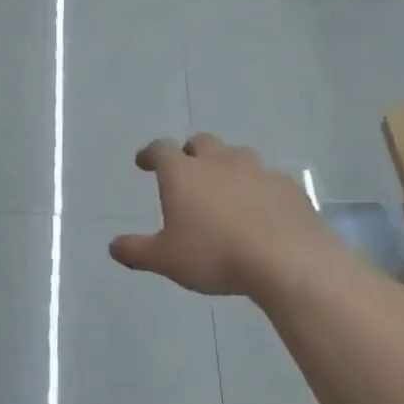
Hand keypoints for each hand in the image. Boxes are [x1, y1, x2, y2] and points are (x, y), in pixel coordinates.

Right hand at [110, 134, 330, 297]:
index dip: (150, 153)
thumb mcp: (165, 260)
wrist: (288, 260)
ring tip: (225, 191)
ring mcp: (259, 171)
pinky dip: (258, 189)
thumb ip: (136, 251)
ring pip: (238, 156)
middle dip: (191, 152)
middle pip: (202, 142)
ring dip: (227, 167)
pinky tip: (260, 211)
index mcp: (184, 174)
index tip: (144, 162)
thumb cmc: (214, 255)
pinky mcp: (290, 187)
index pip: (161, 149)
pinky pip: (268, 180)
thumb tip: (113, 246)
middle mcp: (220, 162)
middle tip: (187, 171)